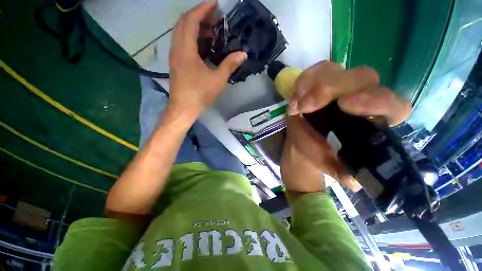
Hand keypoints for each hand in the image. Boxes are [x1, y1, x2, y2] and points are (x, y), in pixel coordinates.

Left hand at [168, 2, 247, 122]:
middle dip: (200, 16)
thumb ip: (229, 65)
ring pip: (182, 33)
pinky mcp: (176, 63)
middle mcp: (177, 48)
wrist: (183, 108)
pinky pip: (182, 43)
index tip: (216, 4)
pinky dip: (193, 39)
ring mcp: (175, 56)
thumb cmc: (200, 94)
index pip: (191, 20)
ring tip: (212, 32)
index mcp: (186, 50)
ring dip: (196, 28)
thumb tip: (243, 54)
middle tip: (216, 20)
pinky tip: (204, 46)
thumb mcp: (218, 80)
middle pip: (184, 23)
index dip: (203, 9)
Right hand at [281, 61, 410, 191]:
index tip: (344, 105)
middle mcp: (360, 98)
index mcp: (371, 121)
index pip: (392, 105)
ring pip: (336, 70)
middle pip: (361, 78)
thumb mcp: (330, 164)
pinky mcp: (320, 82)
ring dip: (312, 84)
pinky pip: (316, 71)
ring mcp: (339, 87)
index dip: (375, 101)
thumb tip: (355, 180)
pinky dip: (304, 80)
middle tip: (305, 106)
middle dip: (329, 89)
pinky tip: (296, 95)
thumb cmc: (316, 152)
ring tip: (296, 104)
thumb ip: (343, 171)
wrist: (301, 142)